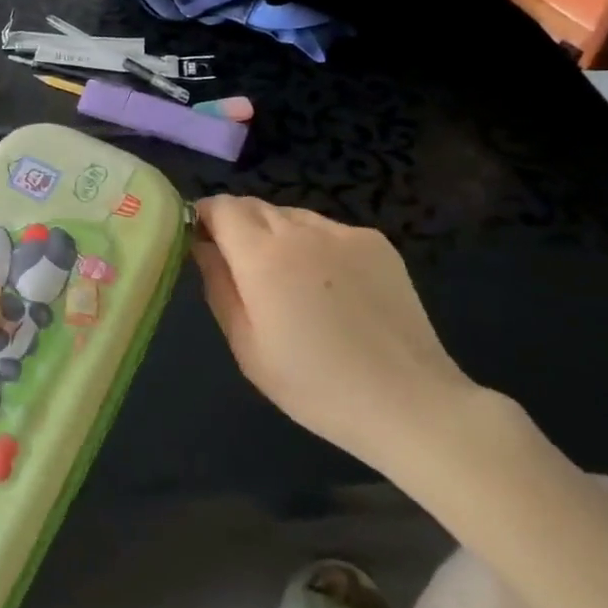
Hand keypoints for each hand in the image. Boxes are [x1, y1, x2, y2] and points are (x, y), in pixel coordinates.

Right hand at [192, 196, 478, 473]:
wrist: (407, 402)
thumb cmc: (314, 384)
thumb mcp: (246, 346)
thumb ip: (218, 286)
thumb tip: (202, 246)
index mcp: (262, 256)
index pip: (221, 207)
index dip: (205, 216)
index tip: (200, 240)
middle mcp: (301, 231)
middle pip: (255, 205)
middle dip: (237, 225)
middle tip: (240, 267)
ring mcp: (344, 233)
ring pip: (292, 216)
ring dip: (276, 234)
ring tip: (288, 280)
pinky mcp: (377, 243)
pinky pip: (328, 230)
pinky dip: (315, 245)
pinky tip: (330, 288)